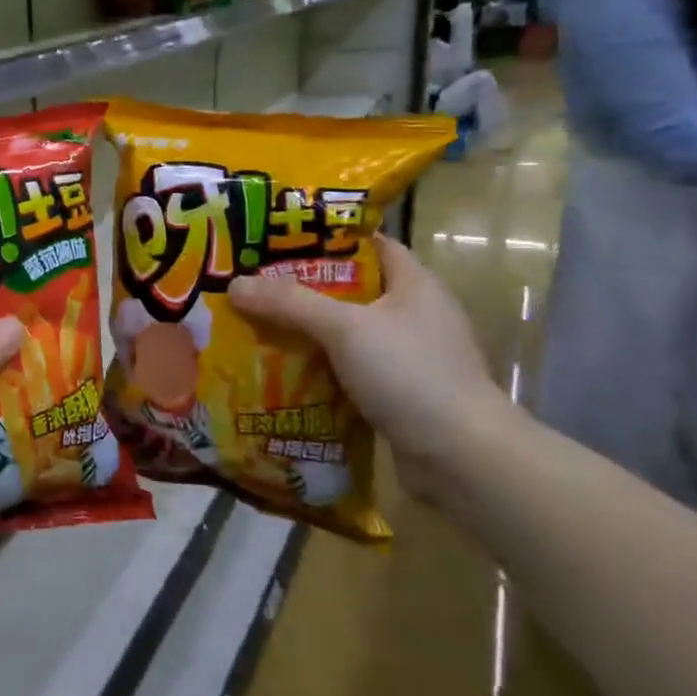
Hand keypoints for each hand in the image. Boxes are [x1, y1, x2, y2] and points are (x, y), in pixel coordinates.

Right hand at [229, 236, 502, 497]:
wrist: (461, 457)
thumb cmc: (410, 374)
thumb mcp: (344, 328)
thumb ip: (289, 303)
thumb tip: (235, 284)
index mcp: (415, 283)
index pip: (370, 244)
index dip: (328, 238)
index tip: (281, 239)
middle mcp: (416, 313)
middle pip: (352, 288)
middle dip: (305, 287)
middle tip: (257, 284)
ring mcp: (411, 355)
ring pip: (349, 331)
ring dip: (309, 330)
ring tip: (259, 324)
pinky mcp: (402, 391)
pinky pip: (351, 367)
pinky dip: (321, 366)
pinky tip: (285, 368)